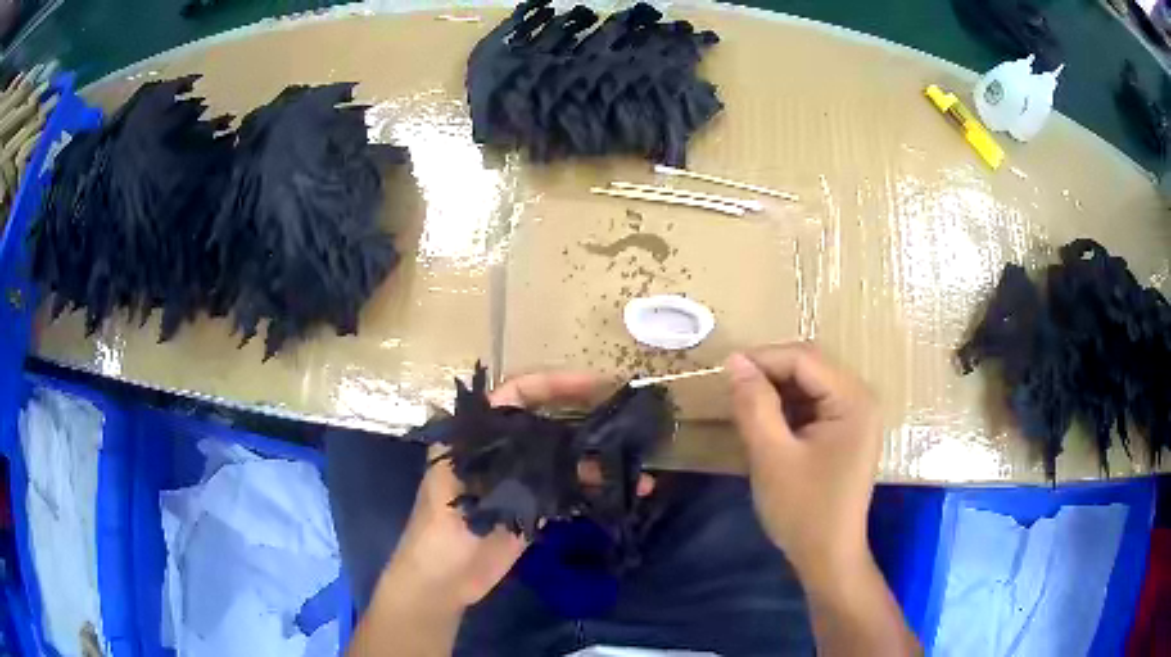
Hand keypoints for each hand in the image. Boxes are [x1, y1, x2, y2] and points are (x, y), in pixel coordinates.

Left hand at [385, 370, 610, 608]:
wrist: (441, 584)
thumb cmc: (435, 534)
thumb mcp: (454, 491)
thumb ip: (495, 464)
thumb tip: (542, 440)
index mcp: (475, 438)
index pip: (517, 396)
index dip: (554, 383)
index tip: (596, 384)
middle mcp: (501, 453)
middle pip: (547, 425)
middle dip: (586, 417)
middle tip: (627, 415)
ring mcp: (519, 482)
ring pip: (563, 459)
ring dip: (598, 459)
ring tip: (638, 459)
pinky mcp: (533, 509)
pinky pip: (568, 492)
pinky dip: (595, 490)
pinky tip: (625, 490)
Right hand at [725, 343, 882, 589]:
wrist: (828, 557)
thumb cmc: (803, 509)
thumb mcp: (772, 455)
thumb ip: (754, 404)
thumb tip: (735, 361)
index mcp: (852, 399)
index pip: (804, 359)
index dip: (762, 358)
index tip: (723, 372)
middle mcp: (860, 399)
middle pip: (809, 368)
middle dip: (768, 375)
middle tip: (731, 392)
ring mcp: (855, 417)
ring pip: (808, 386)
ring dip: (775, 392)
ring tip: (743, 408)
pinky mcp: (845, 433)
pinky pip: (812, 407)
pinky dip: (786, 410)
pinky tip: (765, 425)